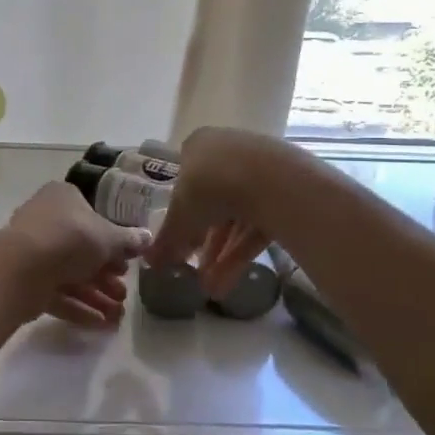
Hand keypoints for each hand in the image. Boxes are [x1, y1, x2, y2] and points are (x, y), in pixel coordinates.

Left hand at [5, 181, 150, 327]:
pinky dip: (78, 307)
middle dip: (106, 276)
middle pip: (81, 250)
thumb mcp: (109, 237)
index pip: (92, 217)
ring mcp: (32, 251)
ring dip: (95, 296)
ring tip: (117, 317)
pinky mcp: (25, 279)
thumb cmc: (71, 239)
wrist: (23, 267)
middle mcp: (45, 220)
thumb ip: (128, 240)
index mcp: (63, 198)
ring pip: (69, 274)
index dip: (112, 242)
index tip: (127, 263)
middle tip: (124, 294)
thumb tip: (147, 238)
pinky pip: (56, 293)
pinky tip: (99, 324)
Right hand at [146, 128, 299, 297]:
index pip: (186, 181)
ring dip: (222, 255)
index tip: (180, 243)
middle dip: (204, 243)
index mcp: (199, 146)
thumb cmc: (210, 186)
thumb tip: (149, 262)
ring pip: (237, 217)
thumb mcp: (180, 217)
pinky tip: (230, 282)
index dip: (182, 216)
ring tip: (212, 288)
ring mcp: (260, 170)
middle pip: (213, 203)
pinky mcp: (285, 191)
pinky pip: (258, 224)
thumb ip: (166, 240)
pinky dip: (243, 252)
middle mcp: (229, 152)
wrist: (271, 180)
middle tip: (196, 271)